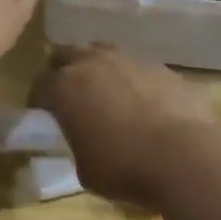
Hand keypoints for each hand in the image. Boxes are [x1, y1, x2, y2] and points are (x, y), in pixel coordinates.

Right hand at [32, 43, 210, 201]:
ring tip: (104, 90)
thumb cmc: (123, 167)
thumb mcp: (84, 168)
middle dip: (63, 70)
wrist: (182, 154)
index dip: (38, 99)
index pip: (39, 85)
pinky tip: (140, 98)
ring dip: (97, 67)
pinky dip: (131, 77)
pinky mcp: (160, 65)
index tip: (42, 113)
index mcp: (64, 87)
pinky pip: (136, 65)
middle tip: (69, 92)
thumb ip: (78, 143)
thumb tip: (86, 138)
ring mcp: (128, 59)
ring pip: (102, 52)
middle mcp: (92, 62)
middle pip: (67, 54)